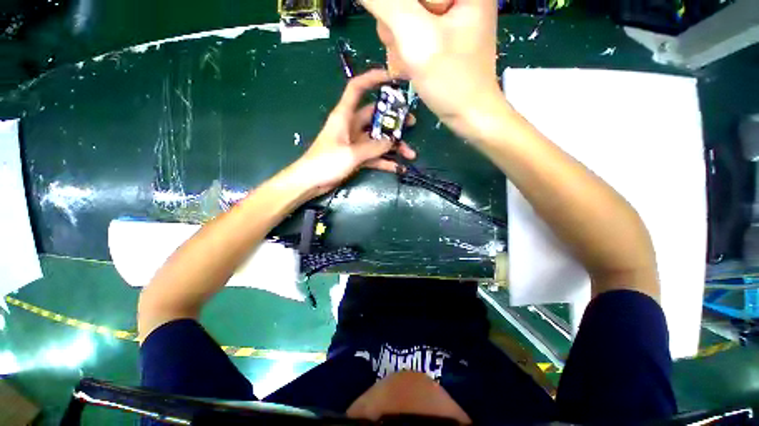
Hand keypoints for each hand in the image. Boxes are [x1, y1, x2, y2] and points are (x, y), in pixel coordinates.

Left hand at [288, 69, 415, 196]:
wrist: (308, 183)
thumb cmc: (324, 163)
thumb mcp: (351, 154)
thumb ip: (374, 147)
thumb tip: (392, 142)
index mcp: (344, 115)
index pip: (357, 88)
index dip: (373, 78)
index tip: (393, 76)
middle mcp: (351, 123)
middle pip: (376, 114)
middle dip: (394, 118)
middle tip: (412, 122)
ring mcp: (354, 140)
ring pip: (378, 136)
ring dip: (394, 144)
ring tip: (410, 153)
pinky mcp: (355, 155)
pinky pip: (375, 154)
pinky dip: (386, 160)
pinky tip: (400, 167)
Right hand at [363, 0, 501, 136]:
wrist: (470, 112)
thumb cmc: (452, 77)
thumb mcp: (414, 32)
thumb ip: (384, 2)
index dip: (396, 7)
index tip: (401, 24)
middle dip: (395, 15)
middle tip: (409, 37)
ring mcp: (448, 7)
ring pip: (399, 5)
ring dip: (394, 27)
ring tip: (412, 49)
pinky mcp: (439, 19)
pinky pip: (404, 15)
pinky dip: (400, 33)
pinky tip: (412, 51)